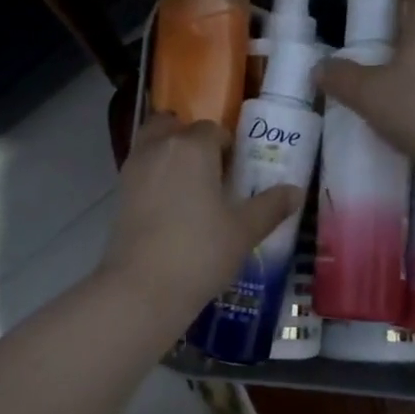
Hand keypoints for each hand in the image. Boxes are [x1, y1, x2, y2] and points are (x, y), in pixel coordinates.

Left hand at [97, 112, 301, 317]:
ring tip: (190, 190)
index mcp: (192, 147)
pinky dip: (153, 177)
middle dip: (189, 140)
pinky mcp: (118, 194)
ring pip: (152, 145)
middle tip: (209, 172)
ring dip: (168, 155)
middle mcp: (159, 148)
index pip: (212, 130)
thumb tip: (295, 191)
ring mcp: (133, 169)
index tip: (236, 173)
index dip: (227, 148)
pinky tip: (170, 208)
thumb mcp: (244, 231)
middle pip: (173, 126)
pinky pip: (140, 171)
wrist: (143, 287)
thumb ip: (270, 206)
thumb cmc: (200, 251)